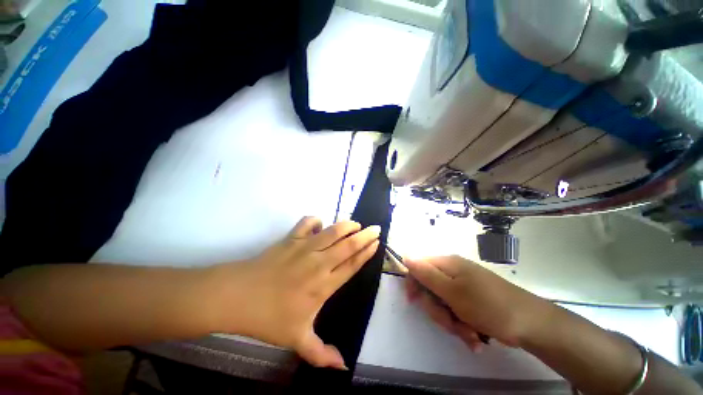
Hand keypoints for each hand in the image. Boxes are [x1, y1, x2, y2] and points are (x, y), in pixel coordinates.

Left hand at [208, 217, 379, 369]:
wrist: (237, 297)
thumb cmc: (268, 318)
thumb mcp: (297, 340)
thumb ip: (321, 354)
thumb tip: (343, 368)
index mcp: (324, 285)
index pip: (352, 264)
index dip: (366, 252)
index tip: (376, 243)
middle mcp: (319, 263)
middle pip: (348, 245)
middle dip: (365, 235)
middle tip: (376, 228)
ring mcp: (304, 248)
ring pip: (333, 231)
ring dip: (347, 225)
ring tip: (355, 224)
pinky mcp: (291, 238)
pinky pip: (307, 222)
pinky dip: (316, 220)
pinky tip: (320, 224)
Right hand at [404, 256, 547, 351]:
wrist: (533, 325)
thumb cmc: (489, 306)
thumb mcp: (452, 291)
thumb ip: (426, 274)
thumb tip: (406, 256)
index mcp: (447, 264)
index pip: (418, 267)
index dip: (414, 284)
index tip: (414, 302)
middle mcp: (454, 272)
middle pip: (430, 288)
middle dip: (437, 310)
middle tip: (449, 322)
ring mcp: (465, 287)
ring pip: (443, 304)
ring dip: (451, 322)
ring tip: (468, 333)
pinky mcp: (473, 300)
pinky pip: (457, 312)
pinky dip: (462, 326)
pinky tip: (474, 337)